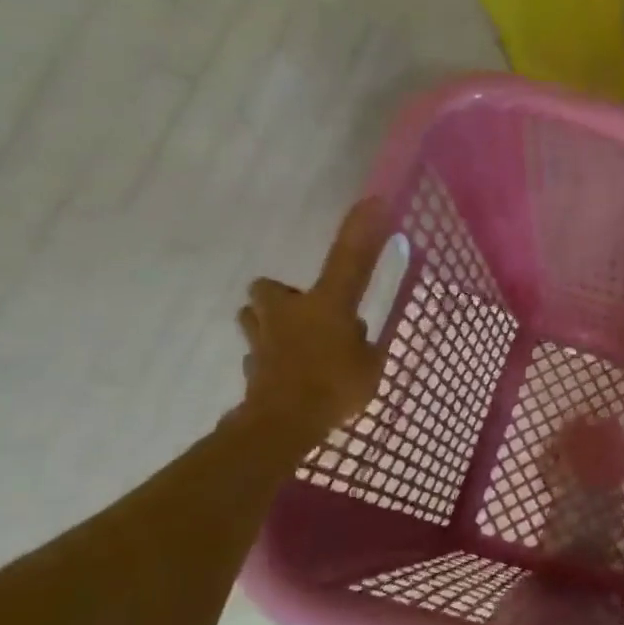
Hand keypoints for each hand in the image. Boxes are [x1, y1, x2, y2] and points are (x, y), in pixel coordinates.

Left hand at [233, 198, 392, 446]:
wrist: (284, 422)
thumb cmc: (336, 386)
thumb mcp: (370, 363)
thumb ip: (364, 342)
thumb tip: (356, 331)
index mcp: (326, 305)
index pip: (348, 259)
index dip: (361, 230)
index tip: (372, 202)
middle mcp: (288, 312)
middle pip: (269, 289)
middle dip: (282, 296)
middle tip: (306, 314)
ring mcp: (263, 338)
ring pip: (253, 318)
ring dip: (269, 324)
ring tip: (293, 343)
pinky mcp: (251, 366)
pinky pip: (257, 356)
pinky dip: (269, 361)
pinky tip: (287, 377)